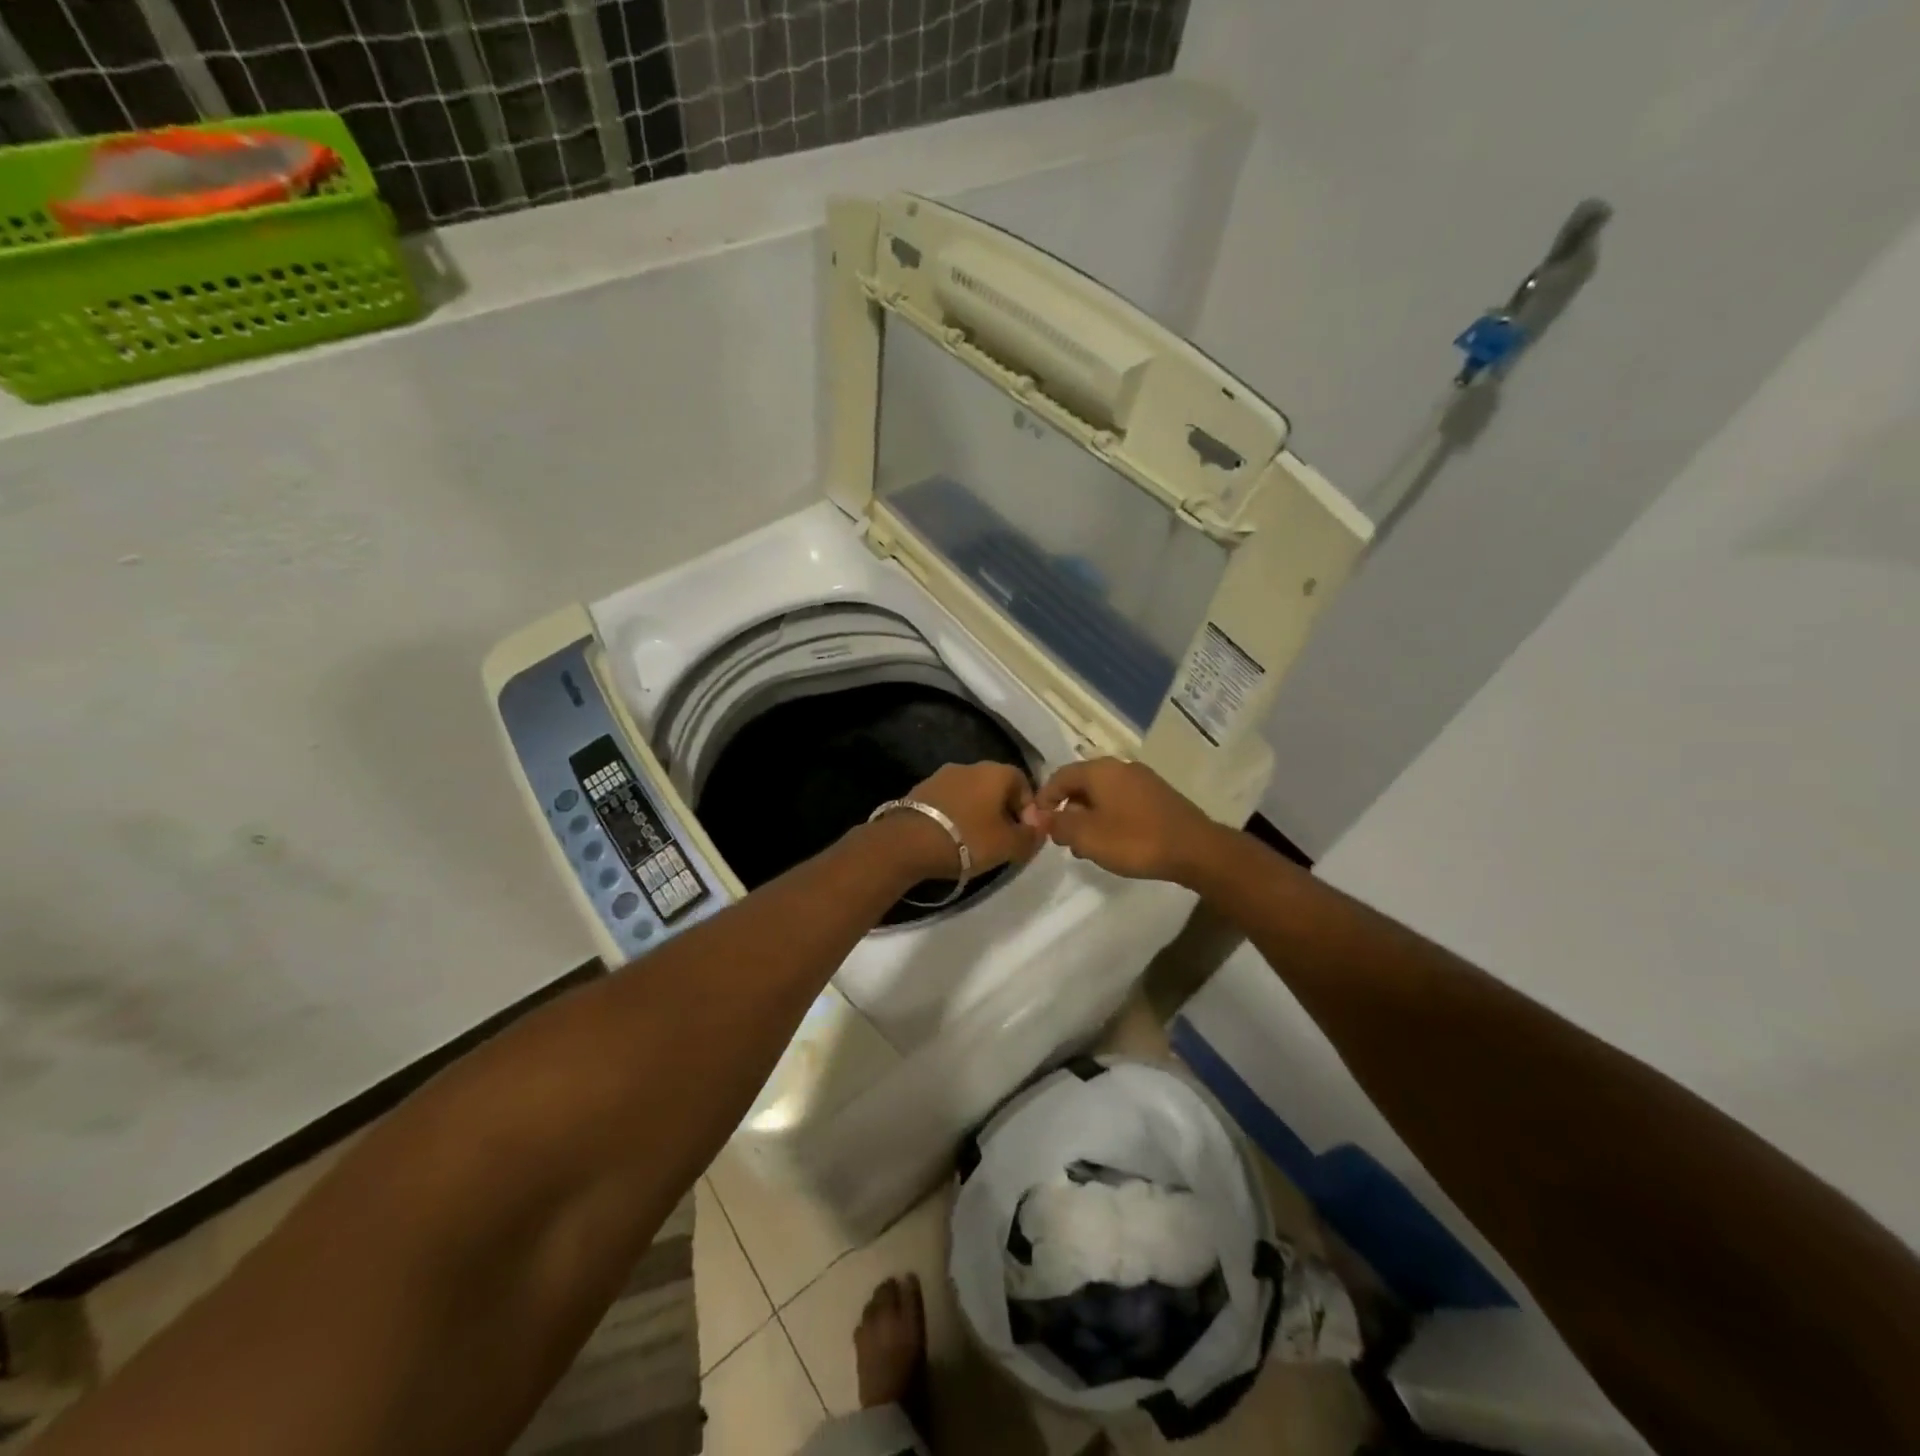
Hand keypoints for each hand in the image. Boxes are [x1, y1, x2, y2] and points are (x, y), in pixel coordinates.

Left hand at [899, 761, 1041, 876]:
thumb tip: (1039, 827)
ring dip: (978, 813)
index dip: (1028, 809)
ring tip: (975, 842)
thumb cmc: (967, 839)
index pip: (1023, 782)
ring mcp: (941, 776)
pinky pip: (949, 801)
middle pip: (996, 787)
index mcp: (995, 772)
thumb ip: (1030, 836)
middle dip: (1003, 811)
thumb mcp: (1008, 845)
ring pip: (971, 793)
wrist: (908, 842)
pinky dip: (956, 815)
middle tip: (1002, 840)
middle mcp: (969, 766)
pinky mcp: (921, 789)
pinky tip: (952, 837)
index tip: (1024, 834)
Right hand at [1030, 758, 1222, 883]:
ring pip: (1103, 794)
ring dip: (1088, 817)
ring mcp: (1143, 780)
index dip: (1044, 799)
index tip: (1037, 824)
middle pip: (1082, 784)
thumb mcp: (1087, 836)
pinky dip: (1109, 818)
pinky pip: (1123, 801)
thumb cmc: (1135, 840)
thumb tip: (1038, 816)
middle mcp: (1120, 767)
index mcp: (1100, 770)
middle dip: (1067, 810)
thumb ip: (1058, 824)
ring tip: (1086, 847)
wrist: (1196, 849)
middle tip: (1062, 839)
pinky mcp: (1159, 796)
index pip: (1059, 776)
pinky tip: (1113, 842)